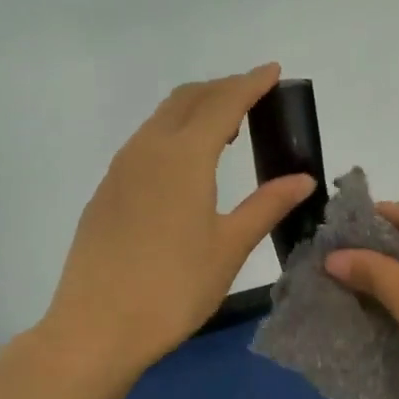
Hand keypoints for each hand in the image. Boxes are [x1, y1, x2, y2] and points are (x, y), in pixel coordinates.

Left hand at [38, 64, 315, 384]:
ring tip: (223, 132)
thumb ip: (266, 205)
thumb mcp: (228, 248)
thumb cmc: (173, 289)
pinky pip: (142, 145)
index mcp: (183, 157)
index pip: (223, 103)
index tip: (273, 71)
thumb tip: (302, 178)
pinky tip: (183, 168)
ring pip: (160, 120)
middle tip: (252, 98)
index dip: (251, 83)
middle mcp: (147, 150)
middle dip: (221, 90)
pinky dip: (170, 136)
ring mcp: (119, 170)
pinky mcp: (105, 193)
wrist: (96, 327)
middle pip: (186, 100)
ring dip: (193, 112)